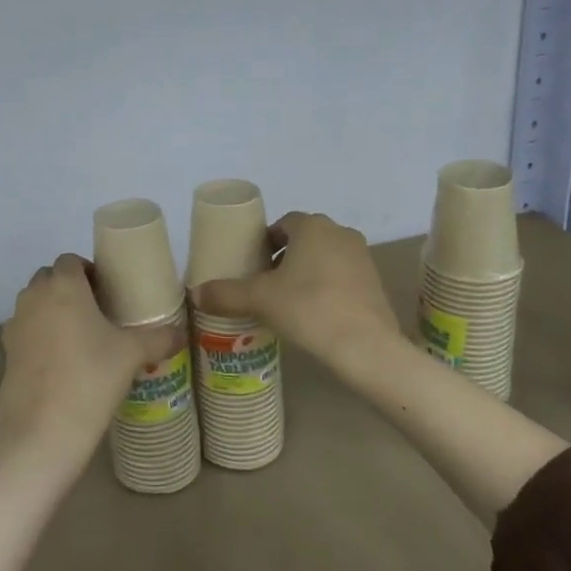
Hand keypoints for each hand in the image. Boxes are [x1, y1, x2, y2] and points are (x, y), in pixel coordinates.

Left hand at [0, 254, 184, 459]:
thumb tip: (181, 333)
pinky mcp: (6, 352)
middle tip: (97, 313)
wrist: (42, 430)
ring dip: (53, 311)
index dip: (89, 271)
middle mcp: (34, 297)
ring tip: (81, 338)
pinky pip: (26, 331)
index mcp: (63, 285)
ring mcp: (15, 324)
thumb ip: (160, 338)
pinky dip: (40, 336)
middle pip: (49, 278)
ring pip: (35, 304)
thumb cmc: (90, 378)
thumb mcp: (132, 355)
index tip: (108, 292)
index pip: (70, 260)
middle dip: (70, 288)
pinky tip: (62, 362)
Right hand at [193, 212, 399, 376]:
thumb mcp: (259, 300)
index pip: (282, 224)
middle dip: (283, 257)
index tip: (252, 265)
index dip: (264, 243)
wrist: (365, 346)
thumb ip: (225, 293)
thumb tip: (195, 293)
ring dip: (306, 272)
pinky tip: (314, 313)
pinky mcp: (375, 282)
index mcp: (312, 226)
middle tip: (264, 284)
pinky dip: (326, 287)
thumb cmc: (308, 309)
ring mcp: (362, 257)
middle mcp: (340, 232)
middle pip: (304, 239)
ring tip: (287, 301)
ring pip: (324, 257)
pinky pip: (342, 276)